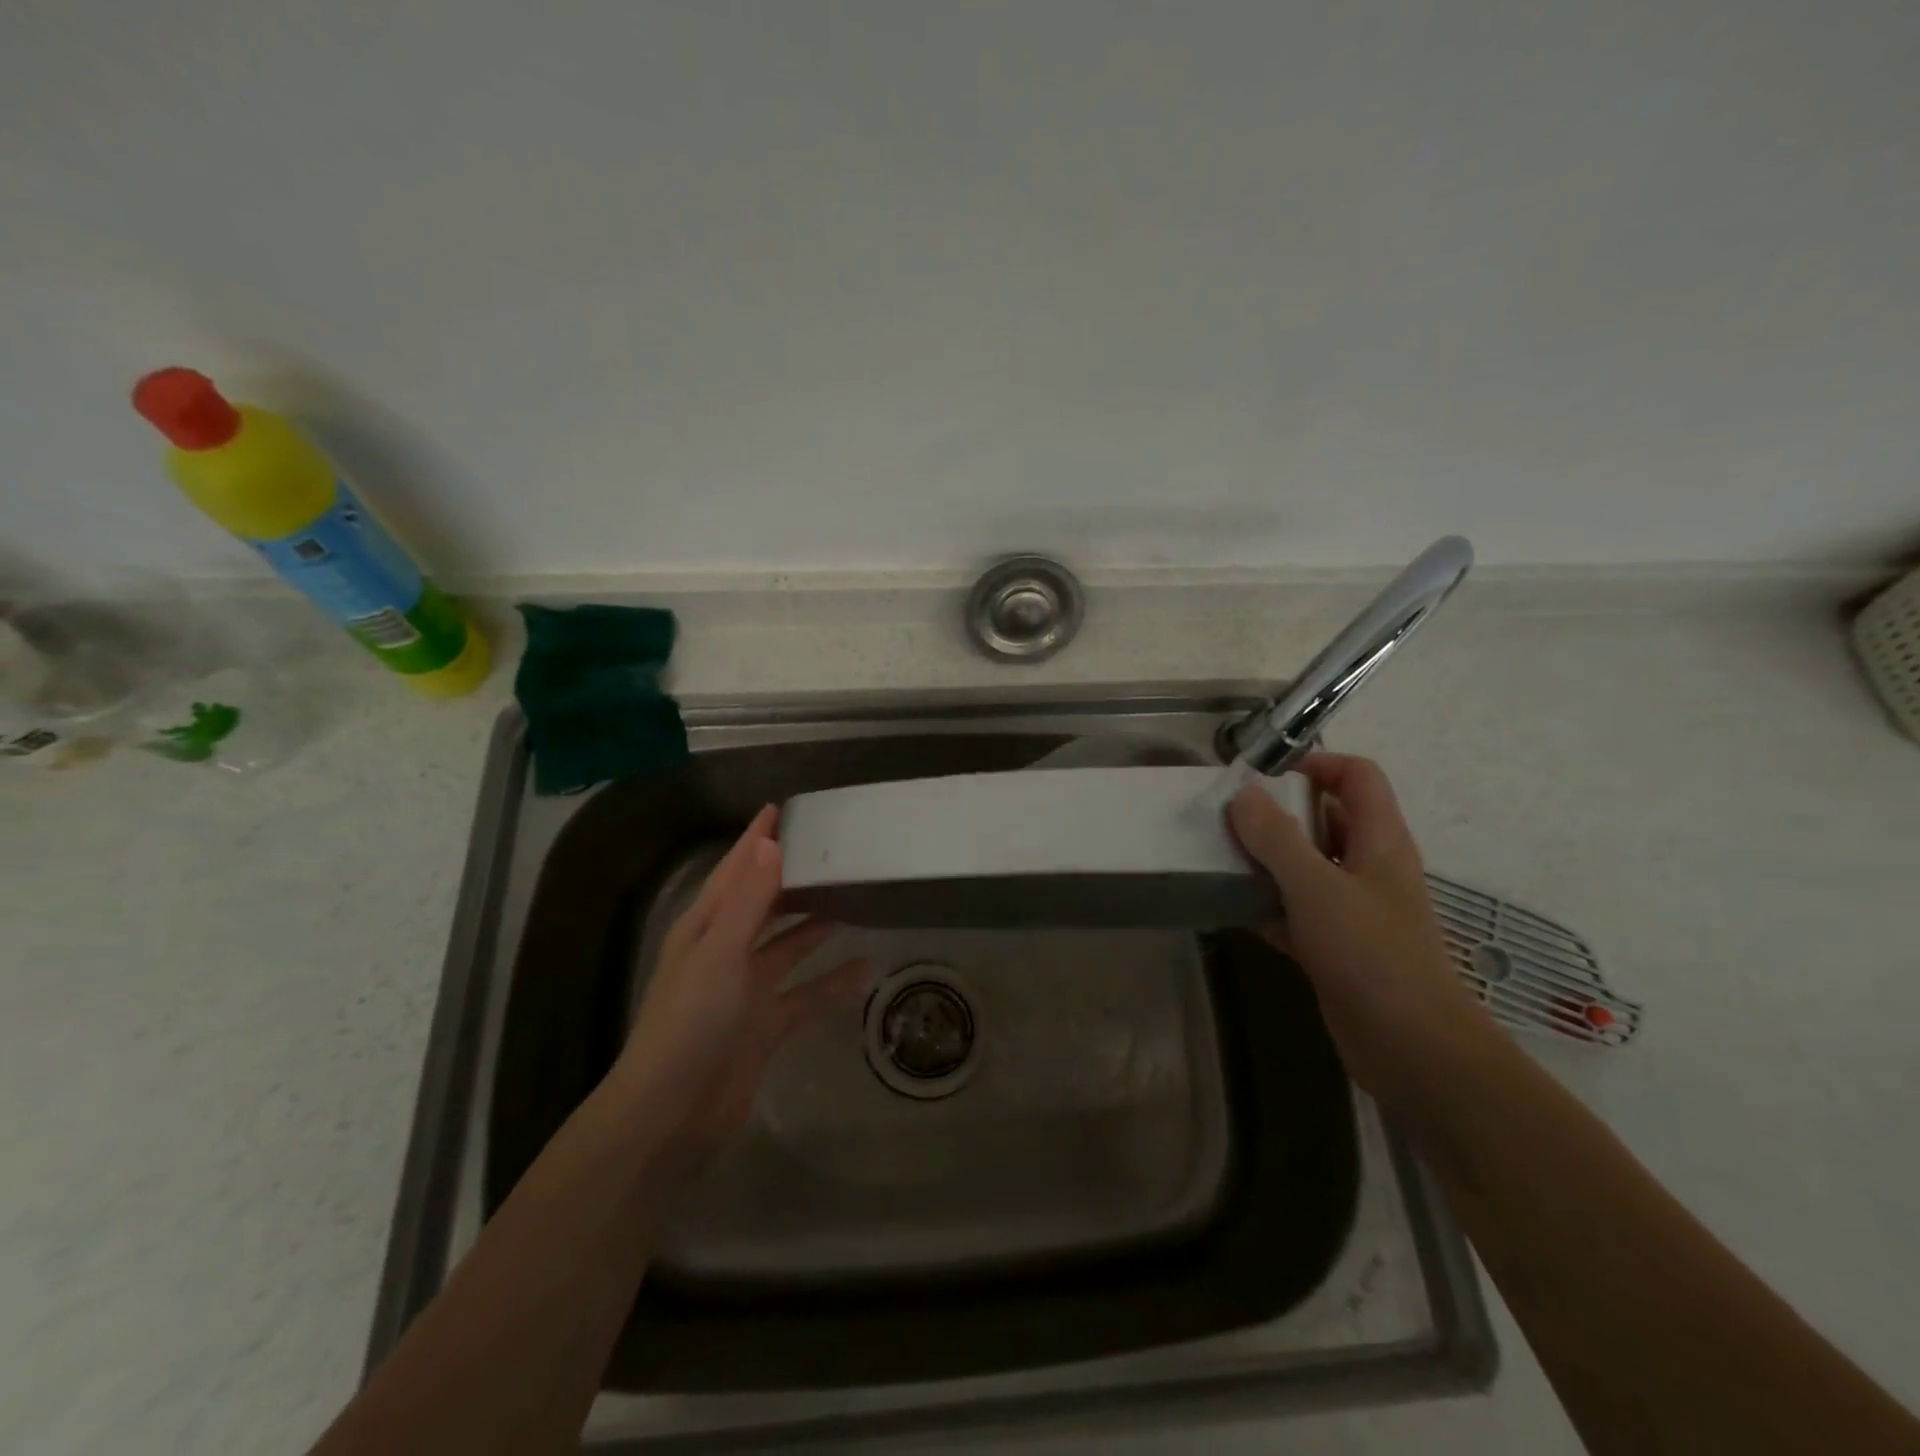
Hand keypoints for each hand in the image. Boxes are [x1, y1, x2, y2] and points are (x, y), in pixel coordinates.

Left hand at [613, 806, 867, 1160]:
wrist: (671, 1115)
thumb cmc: (690, 1023)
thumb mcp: (720, 953)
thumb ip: (749, 900)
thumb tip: (770, 843)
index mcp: (704, 929)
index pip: (734, 872)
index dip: (755, 841)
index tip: (780, 809)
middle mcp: (724, 953)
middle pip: (763, 905)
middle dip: (792, 880)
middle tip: (833, 853)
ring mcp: (745, 992)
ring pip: (788, 948)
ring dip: (815, 928)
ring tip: (854, 902)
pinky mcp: (763, 1027)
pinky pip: (804, 996)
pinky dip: (830, 985)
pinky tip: (864, 972)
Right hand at [1228, 753, 1493, 1102]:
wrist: (1411, 1049)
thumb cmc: (1371, 955)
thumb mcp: (1317, 888)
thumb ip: (1277, 839)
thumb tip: (1243, 795)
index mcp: (1380, 840)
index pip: (1357, 776)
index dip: (1316, 763)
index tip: (1264, 775)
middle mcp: (1369, 867)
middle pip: (1325, 818)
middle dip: (1278, 813)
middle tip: (1228, 817)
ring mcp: (1353, 908)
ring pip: (1306, 866)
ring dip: (1267, 860)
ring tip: (1221, 856)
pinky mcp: (1335, 945)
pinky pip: (1295, 909)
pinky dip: (1267, 904)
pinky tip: (1232, 908)